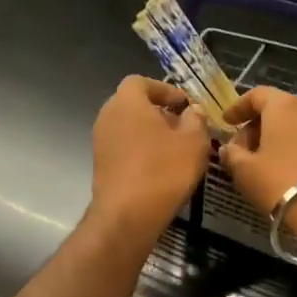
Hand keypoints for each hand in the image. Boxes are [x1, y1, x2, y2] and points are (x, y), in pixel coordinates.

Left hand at [88, 76, 212, 242]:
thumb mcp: (194, 141)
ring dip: (150, 133)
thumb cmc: (163, 169)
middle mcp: (107, 115)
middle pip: (133, 104)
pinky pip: (123, 147)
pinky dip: (139, 150)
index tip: (184, 104)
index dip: (164, 89)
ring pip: (128, 127)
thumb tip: (192, 111)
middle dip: (158, 112)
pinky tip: (159, 167)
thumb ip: (196, 119)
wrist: (127, 214)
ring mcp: (100, 141)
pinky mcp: (100, 164)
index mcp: (127, 101)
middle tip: (183, 126)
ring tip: (175, 149)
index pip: (141, 82)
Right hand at [219, 88, 296, 247]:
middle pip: (277, 109)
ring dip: (277, 139)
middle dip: (256, 126)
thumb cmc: (281, 181)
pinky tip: (285, 171)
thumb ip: (232, 155)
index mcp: (283, 105)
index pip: (257, 95)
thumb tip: (228, 148)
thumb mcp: (245, 170)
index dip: (238, 107)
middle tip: (241, 149)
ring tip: (263, 163)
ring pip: (295, 126)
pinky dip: (294, 149)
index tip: (226, 122)